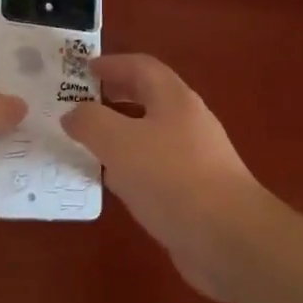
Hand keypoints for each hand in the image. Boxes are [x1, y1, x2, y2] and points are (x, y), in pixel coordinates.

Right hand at [62, 53, 277, 297]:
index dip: (112, 64)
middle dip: (115, 97)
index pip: (141, 66)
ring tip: (89, 143)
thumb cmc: (171, 178)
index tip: (83, 70)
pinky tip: (114, 183)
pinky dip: (131, 166)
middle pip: (148, 98)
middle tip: (81, 104)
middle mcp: (188, 121)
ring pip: (151, 134)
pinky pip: (156, 167)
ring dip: (120, 134)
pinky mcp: (195, 190)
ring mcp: (195, 157)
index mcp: (173, 98)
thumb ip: (90, 122)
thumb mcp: (119, 143)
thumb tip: (73, 113)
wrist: (229, 238)